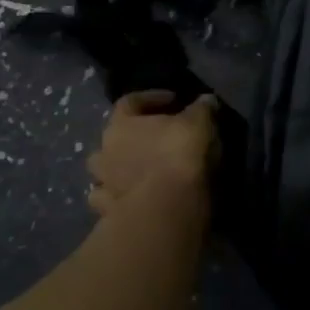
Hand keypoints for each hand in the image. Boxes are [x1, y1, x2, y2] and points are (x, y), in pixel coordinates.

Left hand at [88, 91, 216, 216]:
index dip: (152, 98)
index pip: (130, 101)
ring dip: (121, 167)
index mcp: (121, 125)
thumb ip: (201, 108)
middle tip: (158, 137)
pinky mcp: (108, 212)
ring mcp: (103, 184)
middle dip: (134, 135)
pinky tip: (135, 196)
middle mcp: (104, 151)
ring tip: (144, 168)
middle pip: (114, 137)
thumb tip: (206, 100)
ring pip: (105, 170)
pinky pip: (109, 199)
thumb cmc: (178, 155)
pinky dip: (119, 196)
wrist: (165, 209)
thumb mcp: (199, 122)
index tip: (174, 100)